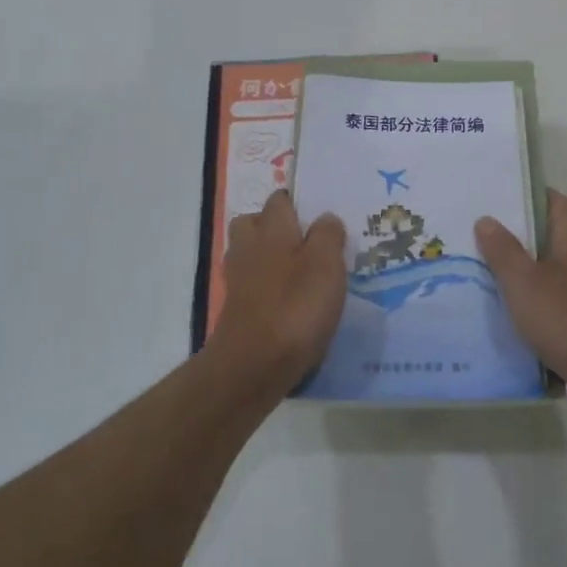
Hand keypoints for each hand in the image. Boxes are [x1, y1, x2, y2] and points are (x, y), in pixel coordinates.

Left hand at [208, 190, 347, 395]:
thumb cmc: (295, 306)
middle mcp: (249, 248)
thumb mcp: (326, 264)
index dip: (298, 203)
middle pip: (254, 224)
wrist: (253, 365)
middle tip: (307, 242)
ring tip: (303, 273)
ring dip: (271, 259)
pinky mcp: (238, 311)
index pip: (279, 200)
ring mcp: (239, 281)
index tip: (319, 215)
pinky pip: (254, 287)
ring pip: (252, 256)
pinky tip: (292, 303)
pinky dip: (269, 289)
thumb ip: (328, 235)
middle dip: (275, 227)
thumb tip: (325, 219)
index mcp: (271, 229)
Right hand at [476, 191, 566, 423]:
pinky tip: (502, 310)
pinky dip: (531, 302)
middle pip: (550, 235)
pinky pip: (552, 302)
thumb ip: (503, 250)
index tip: (493, 195)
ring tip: (480, 268)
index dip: (526, 195)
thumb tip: (487, 219)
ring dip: (522, 270)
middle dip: (517, 234)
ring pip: (549, 271)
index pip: (554, 201)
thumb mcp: (525, 281)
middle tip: (477, 232)